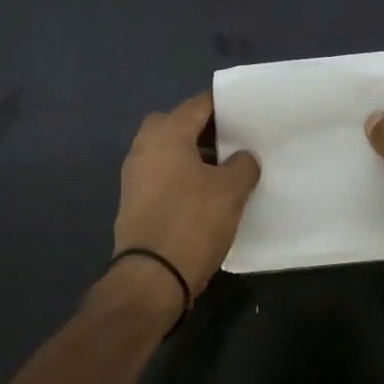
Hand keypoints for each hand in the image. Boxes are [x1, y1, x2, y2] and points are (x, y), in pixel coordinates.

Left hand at [113, 92, 260, 302]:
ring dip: (194, 155)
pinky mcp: (134, 201)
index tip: (249, 113)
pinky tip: (207, 194)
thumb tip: (243, 157)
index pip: (200, 104)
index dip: (226, 106)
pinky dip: (183, 176)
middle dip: (206, 130)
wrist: (150, 278)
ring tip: (227, 169)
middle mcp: (144, 146)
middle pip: (180, 124)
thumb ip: (243, 165)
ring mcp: (135, 175)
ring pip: (170, 151)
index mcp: (166, 133)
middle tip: (235, 141)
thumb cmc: (192, 222)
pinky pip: (163, 174)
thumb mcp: (231, 190)